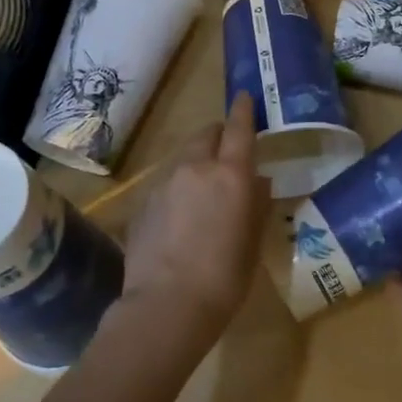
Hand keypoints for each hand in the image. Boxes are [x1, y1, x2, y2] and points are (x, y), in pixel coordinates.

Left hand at [120, 92, 268, 343]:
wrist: (166, 304)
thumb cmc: (225, 276)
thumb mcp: (253, 241)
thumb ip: (257, 204)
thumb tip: (258, 182)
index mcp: (230, 175)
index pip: (239, 129)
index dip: (244, 111)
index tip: (245, 97)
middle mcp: (195, 168)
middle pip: (206, 135)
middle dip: (219, 136)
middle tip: (229, 151)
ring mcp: (163, 184)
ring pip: (184, 158)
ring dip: (197, 162)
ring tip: (205, 189)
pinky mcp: (142, 203)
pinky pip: (166, 183)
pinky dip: (178, 187)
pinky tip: (182, 216)